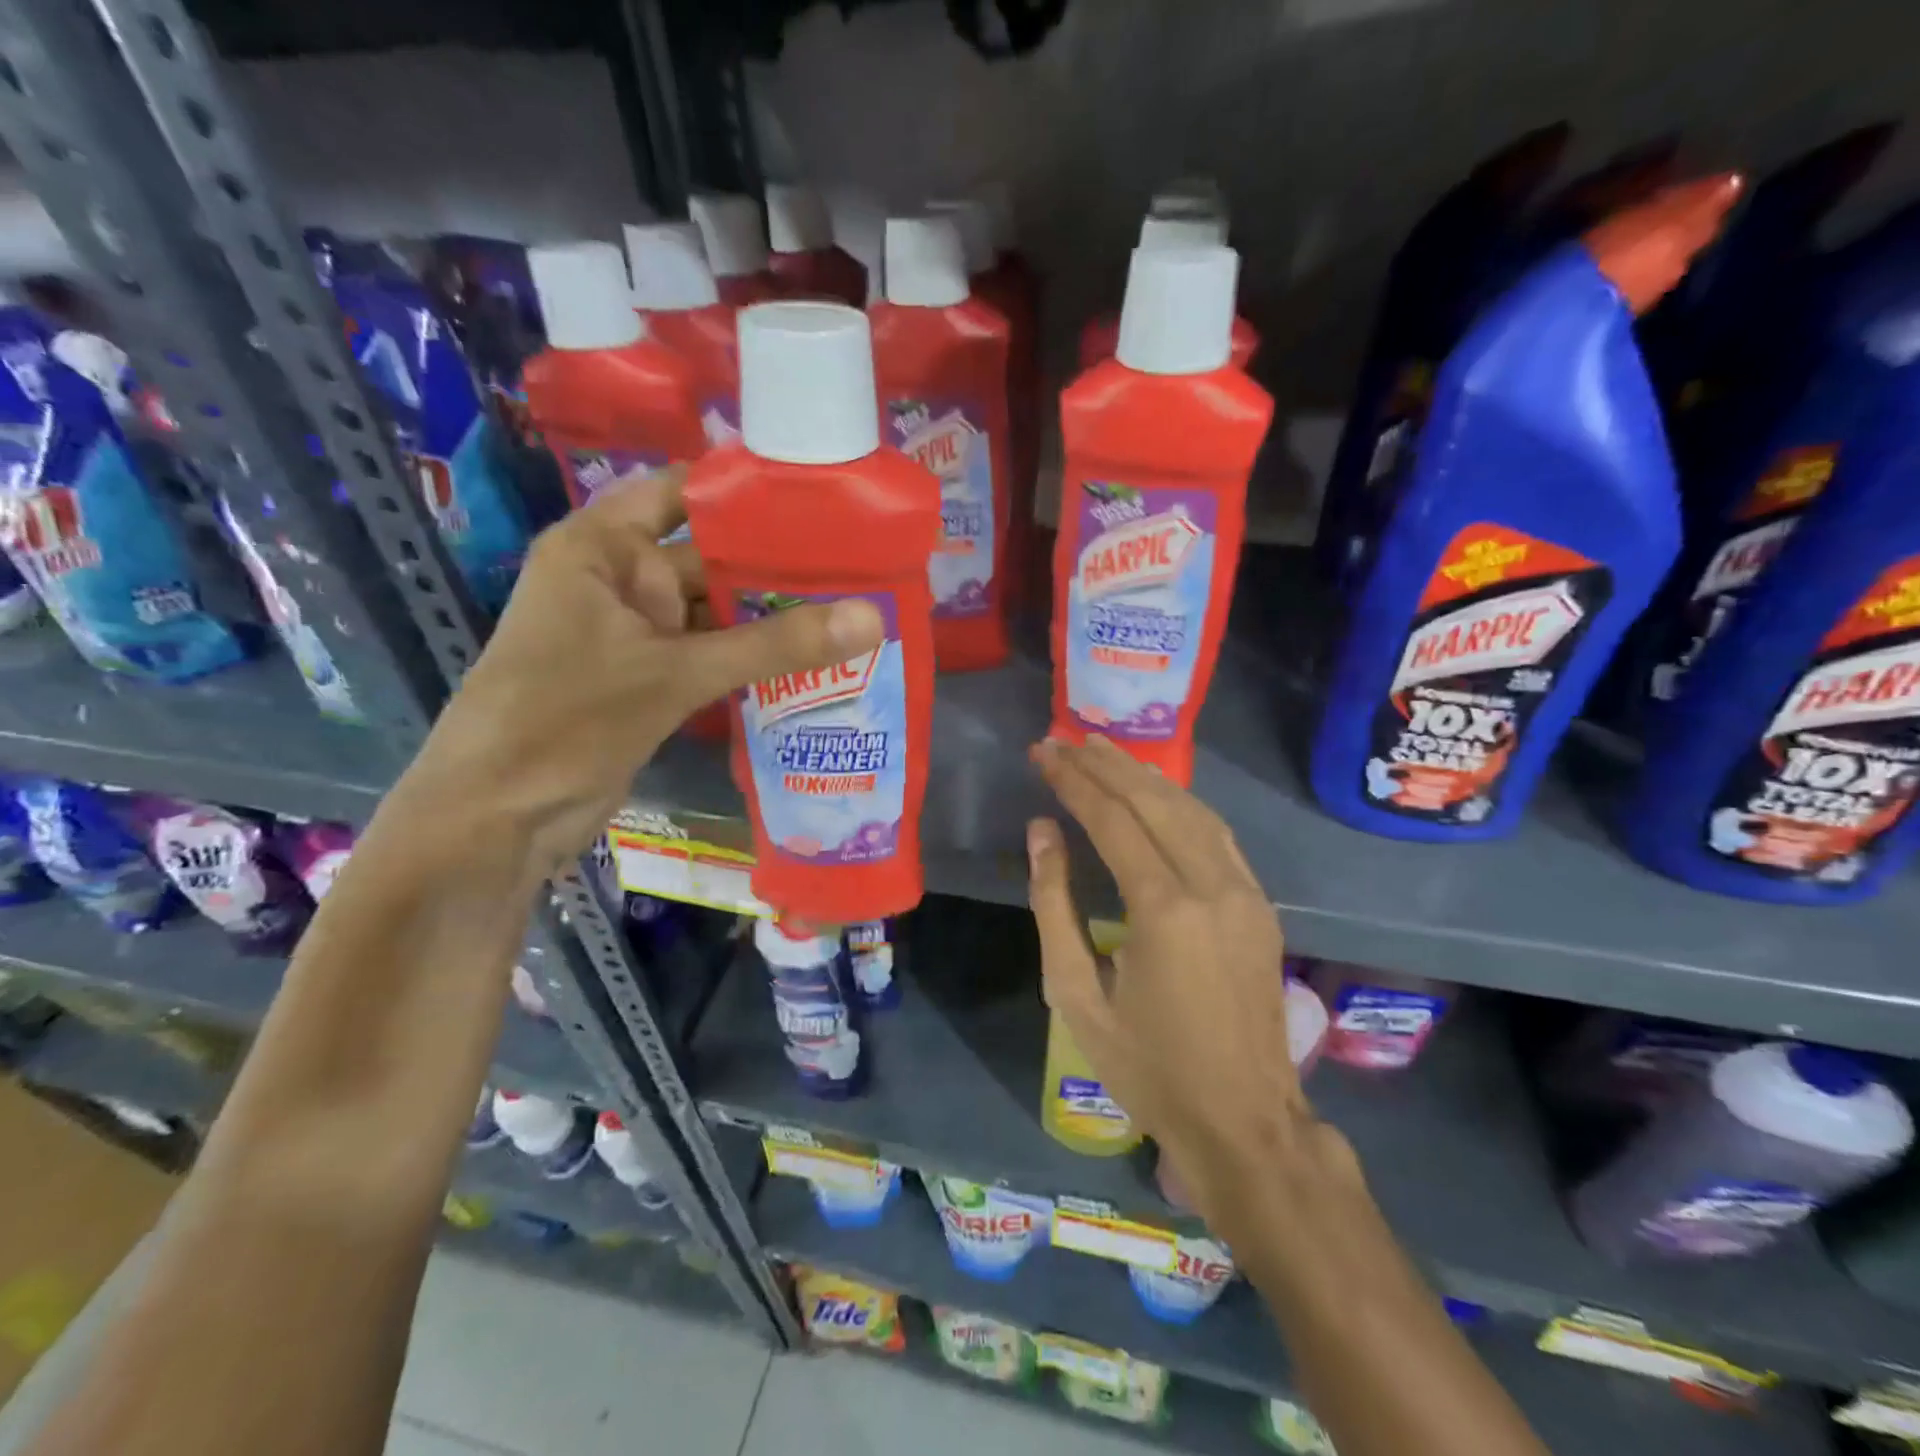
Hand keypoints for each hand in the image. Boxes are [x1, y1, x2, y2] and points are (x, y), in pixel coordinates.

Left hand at [407, 467, 882, 875]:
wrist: (497, 819)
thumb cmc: (567, 719)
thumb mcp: (677, 673)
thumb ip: (775, 646)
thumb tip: (873, 618)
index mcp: (602, 547)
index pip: (683, 493)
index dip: (747, 491)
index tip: (822, 495)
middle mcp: (621, 580)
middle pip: (711, 558)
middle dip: (777, 565)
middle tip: (861, 563)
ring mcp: (636, 634)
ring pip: (717, 613)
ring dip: (773, 618)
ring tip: (854, 607)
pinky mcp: (650, 680)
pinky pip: (713, 656)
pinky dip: (755, 658)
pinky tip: (815, 659)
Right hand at [1027, 737, 1317, 1235]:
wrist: (1244, 1120)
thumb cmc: (1147, 1066)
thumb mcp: (1076, 994)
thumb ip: (1054, 904)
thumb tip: (1041, 832)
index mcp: (1164, 910)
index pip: (1113, 819)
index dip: (1075, 780)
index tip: (1043, 752)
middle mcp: (1212, 886)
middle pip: (1154, 801)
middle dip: (1105, 765)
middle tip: (1064, 740)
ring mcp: (1245, 892)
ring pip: (1191, 809)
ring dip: (1144, 775)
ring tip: (1103, 751)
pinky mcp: (1259, 905)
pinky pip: (1217, 834)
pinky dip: (1180, 803)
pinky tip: (1156, 792)